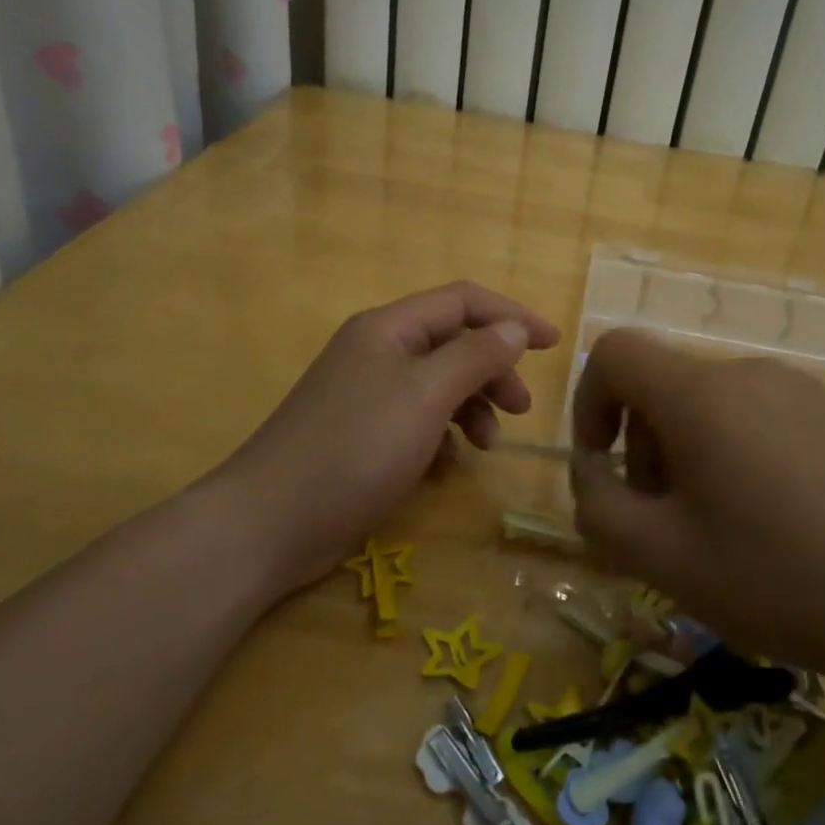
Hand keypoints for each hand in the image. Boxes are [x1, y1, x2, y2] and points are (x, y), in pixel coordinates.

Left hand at [222, 283, 559, 593]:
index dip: (511, 316)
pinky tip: (446, 462)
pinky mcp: (363, 434)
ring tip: (487, 445)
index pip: (463, 301)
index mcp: (390, 328)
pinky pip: (418, 419)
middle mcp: (378, 351)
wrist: (271, 523)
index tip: (553, 344)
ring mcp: (367, 394)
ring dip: (472, 406)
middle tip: (521, 409)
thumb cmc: (356, 447)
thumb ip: (475, 356)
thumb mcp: (426, 394)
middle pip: (453, 343)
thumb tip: (513, 329)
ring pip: (439, 384)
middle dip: (493, 370)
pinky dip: (442, 434)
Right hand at [568, 330, 824, 682]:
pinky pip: (765, 416)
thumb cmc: (778, 580)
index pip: (615, 352)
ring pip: (715, 404)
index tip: (604, 463)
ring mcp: (804, 388)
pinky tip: (782, 517)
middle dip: (646, 445)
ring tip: (726, 525)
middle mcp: (751, 372)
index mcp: (701, 395)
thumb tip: (591, 469)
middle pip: (666, 386)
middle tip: (668, 520)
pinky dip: (743, 451)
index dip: (589, 400)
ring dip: (694, 452)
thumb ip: (598, 506)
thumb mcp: (661, 559)